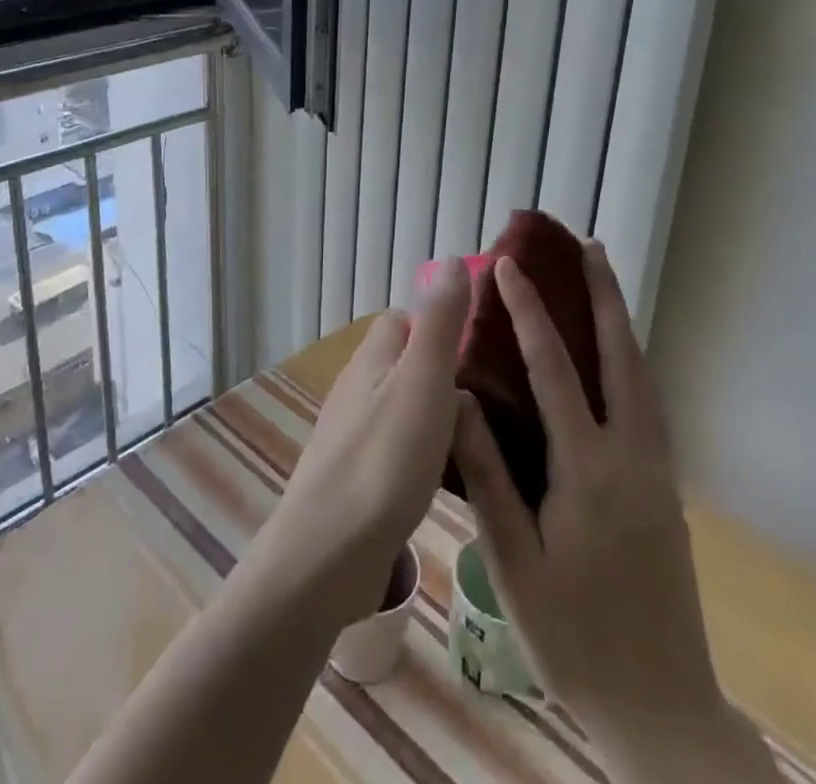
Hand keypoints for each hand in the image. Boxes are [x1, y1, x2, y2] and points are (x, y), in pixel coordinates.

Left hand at [250, 261, 470, 626]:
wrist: (327, 556)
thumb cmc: (383, 460)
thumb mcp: (423, 381)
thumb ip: (439, 323)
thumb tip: (449, 260)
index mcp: (371, 361)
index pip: (401, 322)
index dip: (436, 324)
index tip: (477, 346)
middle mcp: (356, 391)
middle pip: (401, 365)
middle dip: (439, 372)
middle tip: (488, 398)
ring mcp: (351, 437)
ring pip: (399, 408)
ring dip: (432, 415)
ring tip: (476, 439)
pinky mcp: (354, 480)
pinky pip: (394, 449)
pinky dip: (420, 453)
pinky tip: (444, 480)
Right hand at [452, 244, 766, 780]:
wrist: (662, 709)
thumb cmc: (574, 637)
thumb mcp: (514, 562)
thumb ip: (488, 475)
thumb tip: (458, 399)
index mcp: (588, 469)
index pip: (553, 369)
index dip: (528, 312)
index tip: (507, 266)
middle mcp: (631, 455)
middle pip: (621, 356)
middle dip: (603, 295)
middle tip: (588, 245)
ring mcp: (657, 470)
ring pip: (642, 375)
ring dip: (621, 322)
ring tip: (604, 282)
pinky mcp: (667, 487)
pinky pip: (648, 402)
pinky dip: (630, 360)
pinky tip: (615, 358)